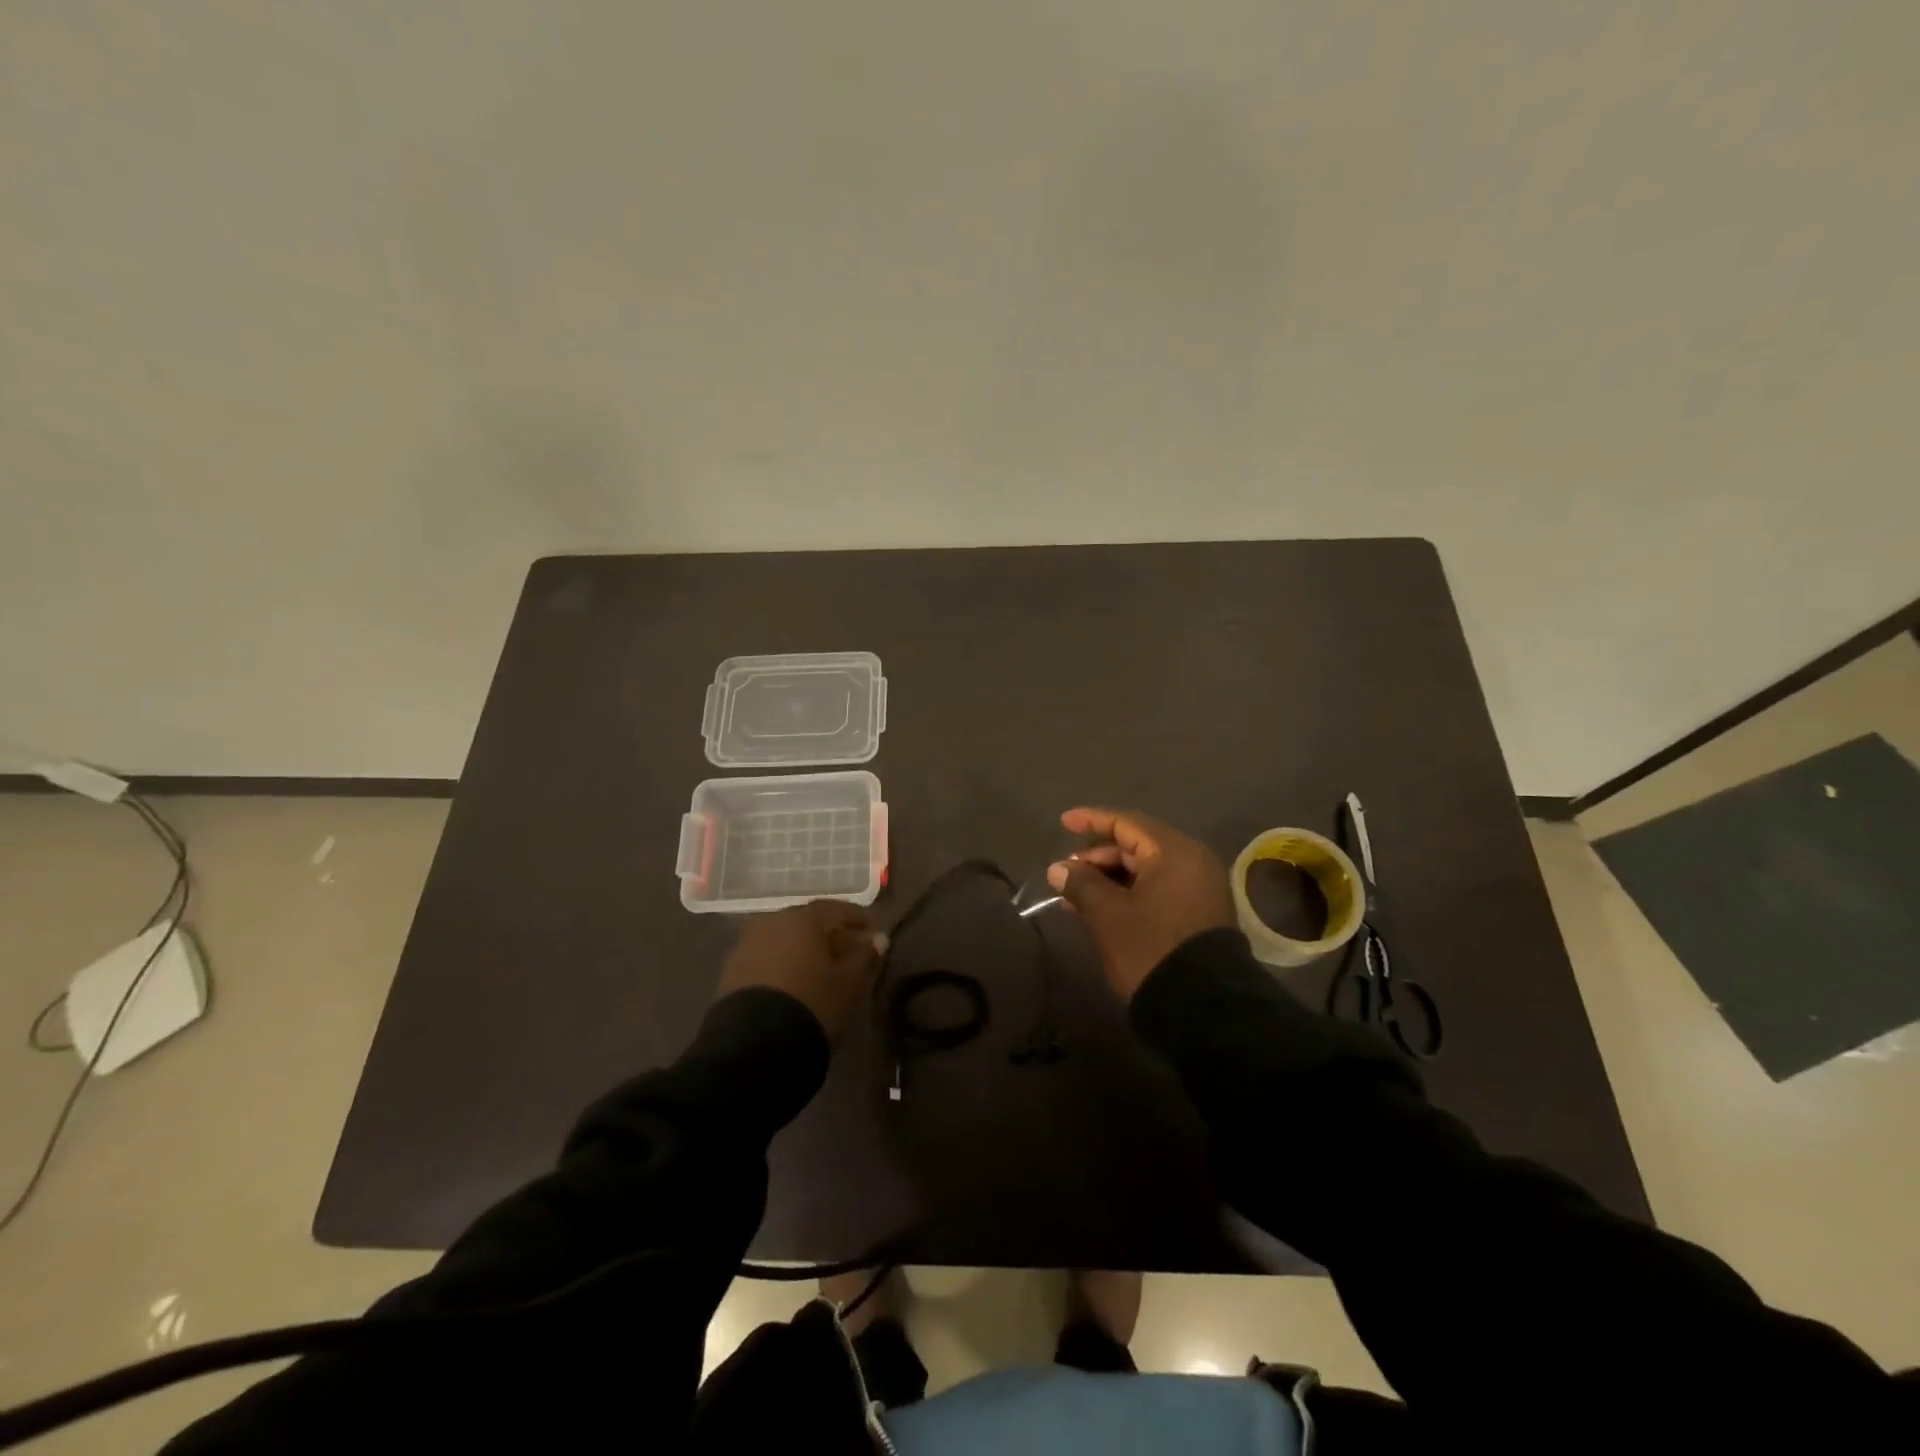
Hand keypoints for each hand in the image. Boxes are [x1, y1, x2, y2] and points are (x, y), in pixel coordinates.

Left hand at [716, 900, 886, 1042]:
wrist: (753, 1046)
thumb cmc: (813, 1004)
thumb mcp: (850, 983)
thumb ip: (866, 956)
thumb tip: (878, 939)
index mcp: (802, 918)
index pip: (836, 909)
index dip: (858, 919)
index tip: (874, 931)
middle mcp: (771, 922)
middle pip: (808, 923)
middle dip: (831, 935)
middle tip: (851, 951)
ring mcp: (747, 946)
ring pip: (785, 941)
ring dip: (806, 950)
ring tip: (824, 970)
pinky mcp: (731, 972)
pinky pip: (767, 959)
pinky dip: (785, 965)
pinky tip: (796, 983)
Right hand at [1047, 807, 1234, 1001]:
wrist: (1203, 1008)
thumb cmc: (1151, 949)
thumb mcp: (1108, 915)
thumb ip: (1081, 884)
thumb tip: (1058, 868)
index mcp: (1174, 853)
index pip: (1127, 823)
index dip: (1092, 820)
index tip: (1064, 822)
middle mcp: (1192, 862)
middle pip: (1137, 845)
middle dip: (1098, 857)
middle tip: (1065, 873)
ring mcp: (1199, 889)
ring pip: (1145, 870)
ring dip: (1109, 878)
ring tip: (1074, 896)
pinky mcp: (1198, 913)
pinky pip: (1157, 889)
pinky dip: (1128, 893)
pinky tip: (1100, 909)